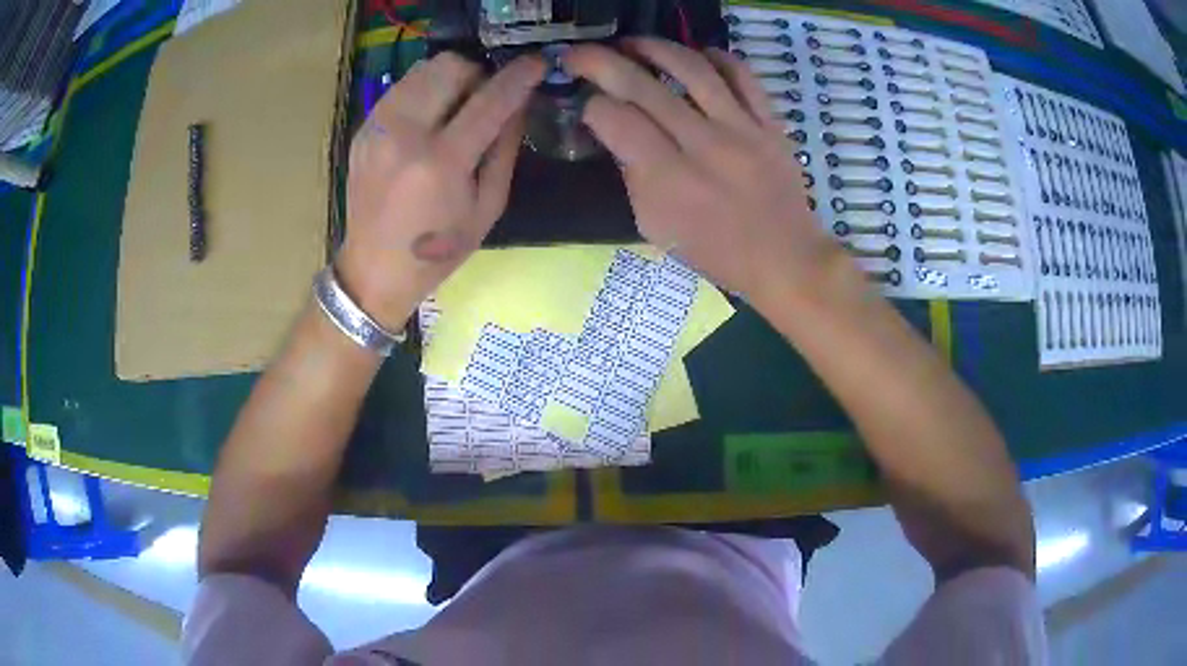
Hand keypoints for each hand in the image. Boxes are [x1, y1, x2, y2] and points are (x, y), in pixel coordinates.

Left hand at [337, 53, 545, 329]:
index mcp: (441, 162)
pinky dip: (424, 93)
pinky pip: (401, 88)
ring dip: (449, 79)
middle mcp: (404, 135)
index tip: (537, 63)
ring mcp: (377, 128)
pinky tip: (427, 121)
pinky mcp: (363, 130)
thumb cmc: (438, 250)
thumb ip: (504, 150)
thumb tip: (518, 104)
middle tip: (484, 98)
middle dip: (477, 74)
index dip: (518, 78)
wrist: (374, 269)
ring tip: (455, 108)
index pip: (489, 102)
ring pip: (422, 70)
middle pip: (449, 68)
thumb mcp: (488, 207)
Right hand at [564, 39, 846, 305]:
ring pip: (691, 67)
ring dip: (654, 47)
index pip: (616, 120)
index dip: (591, 106)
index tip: (586, 105)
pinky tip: (697, 54)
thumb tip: (616, 134)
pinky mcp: (770, 122)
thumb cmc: (716, 252)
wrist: (785, 259)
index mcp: (668, 179)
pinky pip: (742, 74)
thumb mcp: (656, 228)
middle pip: (642, 86)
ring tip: (634, 43)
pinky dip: (716, 56)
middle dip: (600, 62)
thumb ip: (633, 177)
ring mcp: (741, 128)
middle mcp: (702, 144)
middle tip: (580, 53)